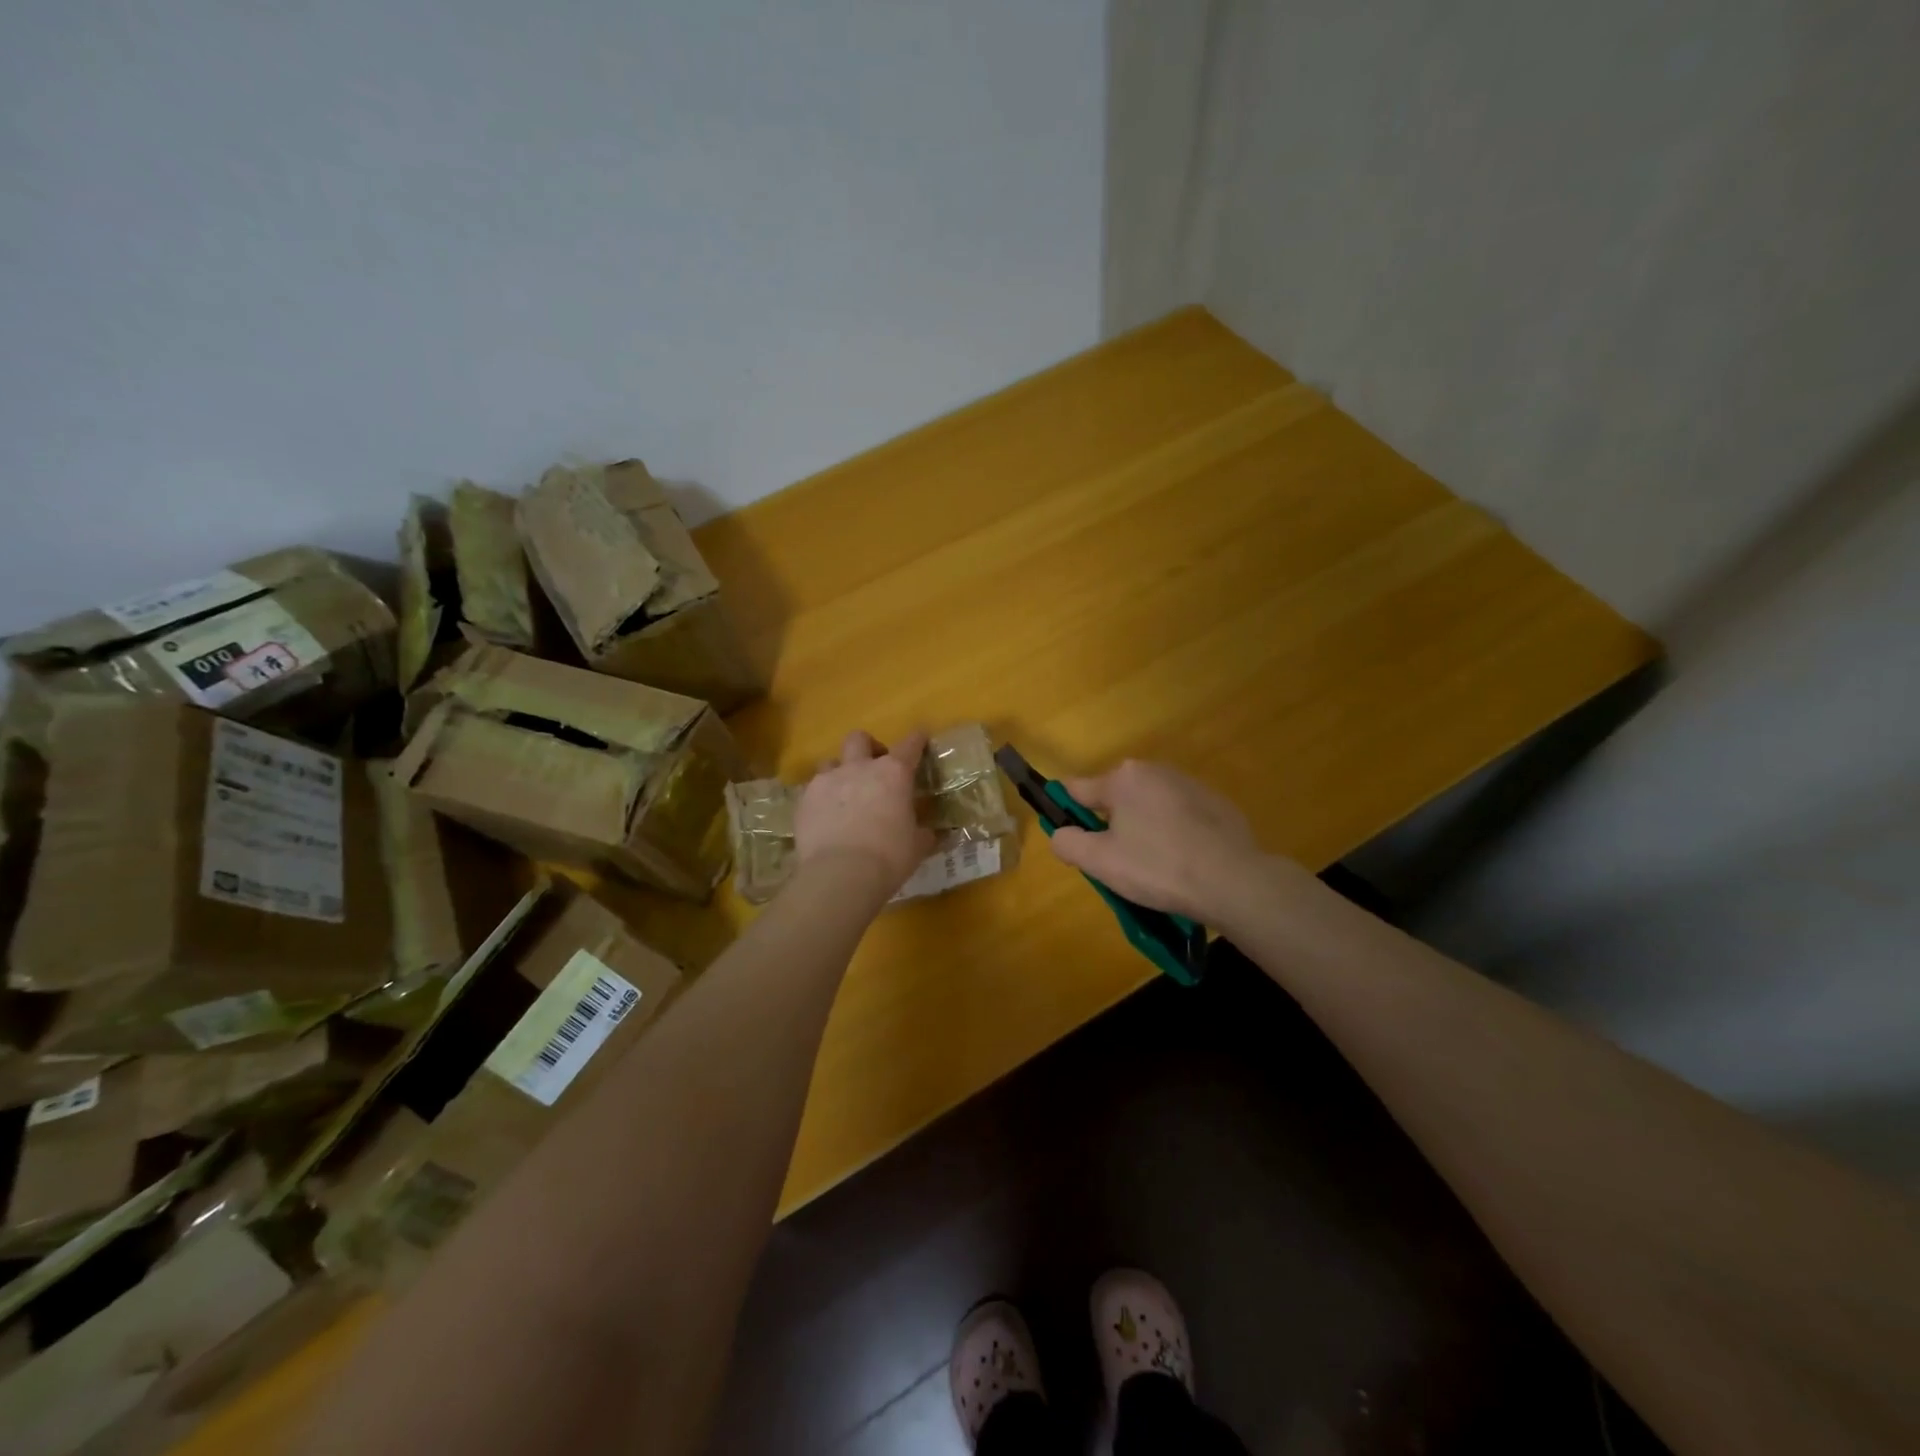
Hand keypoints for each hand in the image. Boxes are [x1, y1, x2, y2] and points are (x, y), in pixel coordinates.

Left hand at [795, 731, 933, 894]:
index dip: (917, 740)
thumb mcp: (917, 847)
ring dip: (840, 772)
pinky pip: (813, 790)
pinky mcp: (804, 800)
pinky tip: (826, 818)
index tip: (920, 739)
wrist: (840, 874)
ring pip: (831, 761)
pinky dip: (822, 799)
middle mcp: (859, 768)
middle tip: (874, 768)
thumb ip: (923, 834)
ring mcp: (827, 781)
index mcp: (893, 774)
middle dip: (868, 748)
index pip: (910, 745)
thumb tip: (929, 833)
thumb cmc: (889, 857)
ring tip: (845, 794)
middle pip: (860, 739)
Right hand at [1047, 759, 1273, 921]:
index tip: (1072, 840)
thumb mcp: (1100, 862)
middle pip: (1116, 798)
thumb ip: (1068, 843)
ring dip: (1144, 830)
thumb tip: (1060, 833)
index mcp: (1123, 778)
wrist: (1233, 881)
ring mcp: (1190, 785)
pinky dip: (1175, 835)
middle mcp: (1155, 770)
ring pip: (1149, 808)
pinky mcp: (1217, 804)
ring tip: (1155, 868)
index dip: (1067, 814)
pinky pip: (1180, 817)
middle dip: (1111, 826)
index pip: (1077, 790)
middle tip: (1118, 863)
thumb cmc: (1157, 867)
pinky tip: (1184, 864)